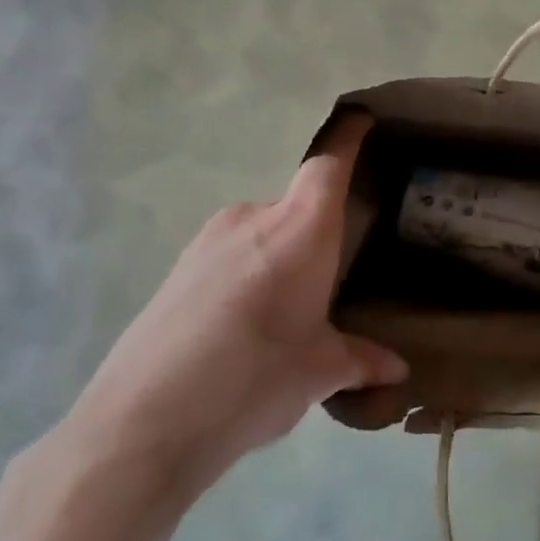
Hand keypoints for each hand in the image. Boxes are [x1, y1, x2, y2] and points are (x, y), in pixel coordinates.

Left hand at [61, 112, 406, 504]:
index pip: (329, 164)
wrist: (143, 421)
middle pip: (298, 204)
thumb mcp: (316, 372)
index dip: (348, 137)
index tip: (363, 119)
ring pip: (263, 231)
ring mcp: (209, 239)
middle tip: (336, 274)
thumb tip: (397, 370)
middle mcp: (253, 217)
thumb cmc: (254, 380)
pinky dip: (250, 272)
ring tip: (290, 311)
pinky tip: (246, 325)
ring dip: (282, 256)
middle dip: (319, 230)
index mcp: (300, 229)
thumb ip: (359, 359)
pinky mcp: (179, 266)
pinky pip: (231, 253)